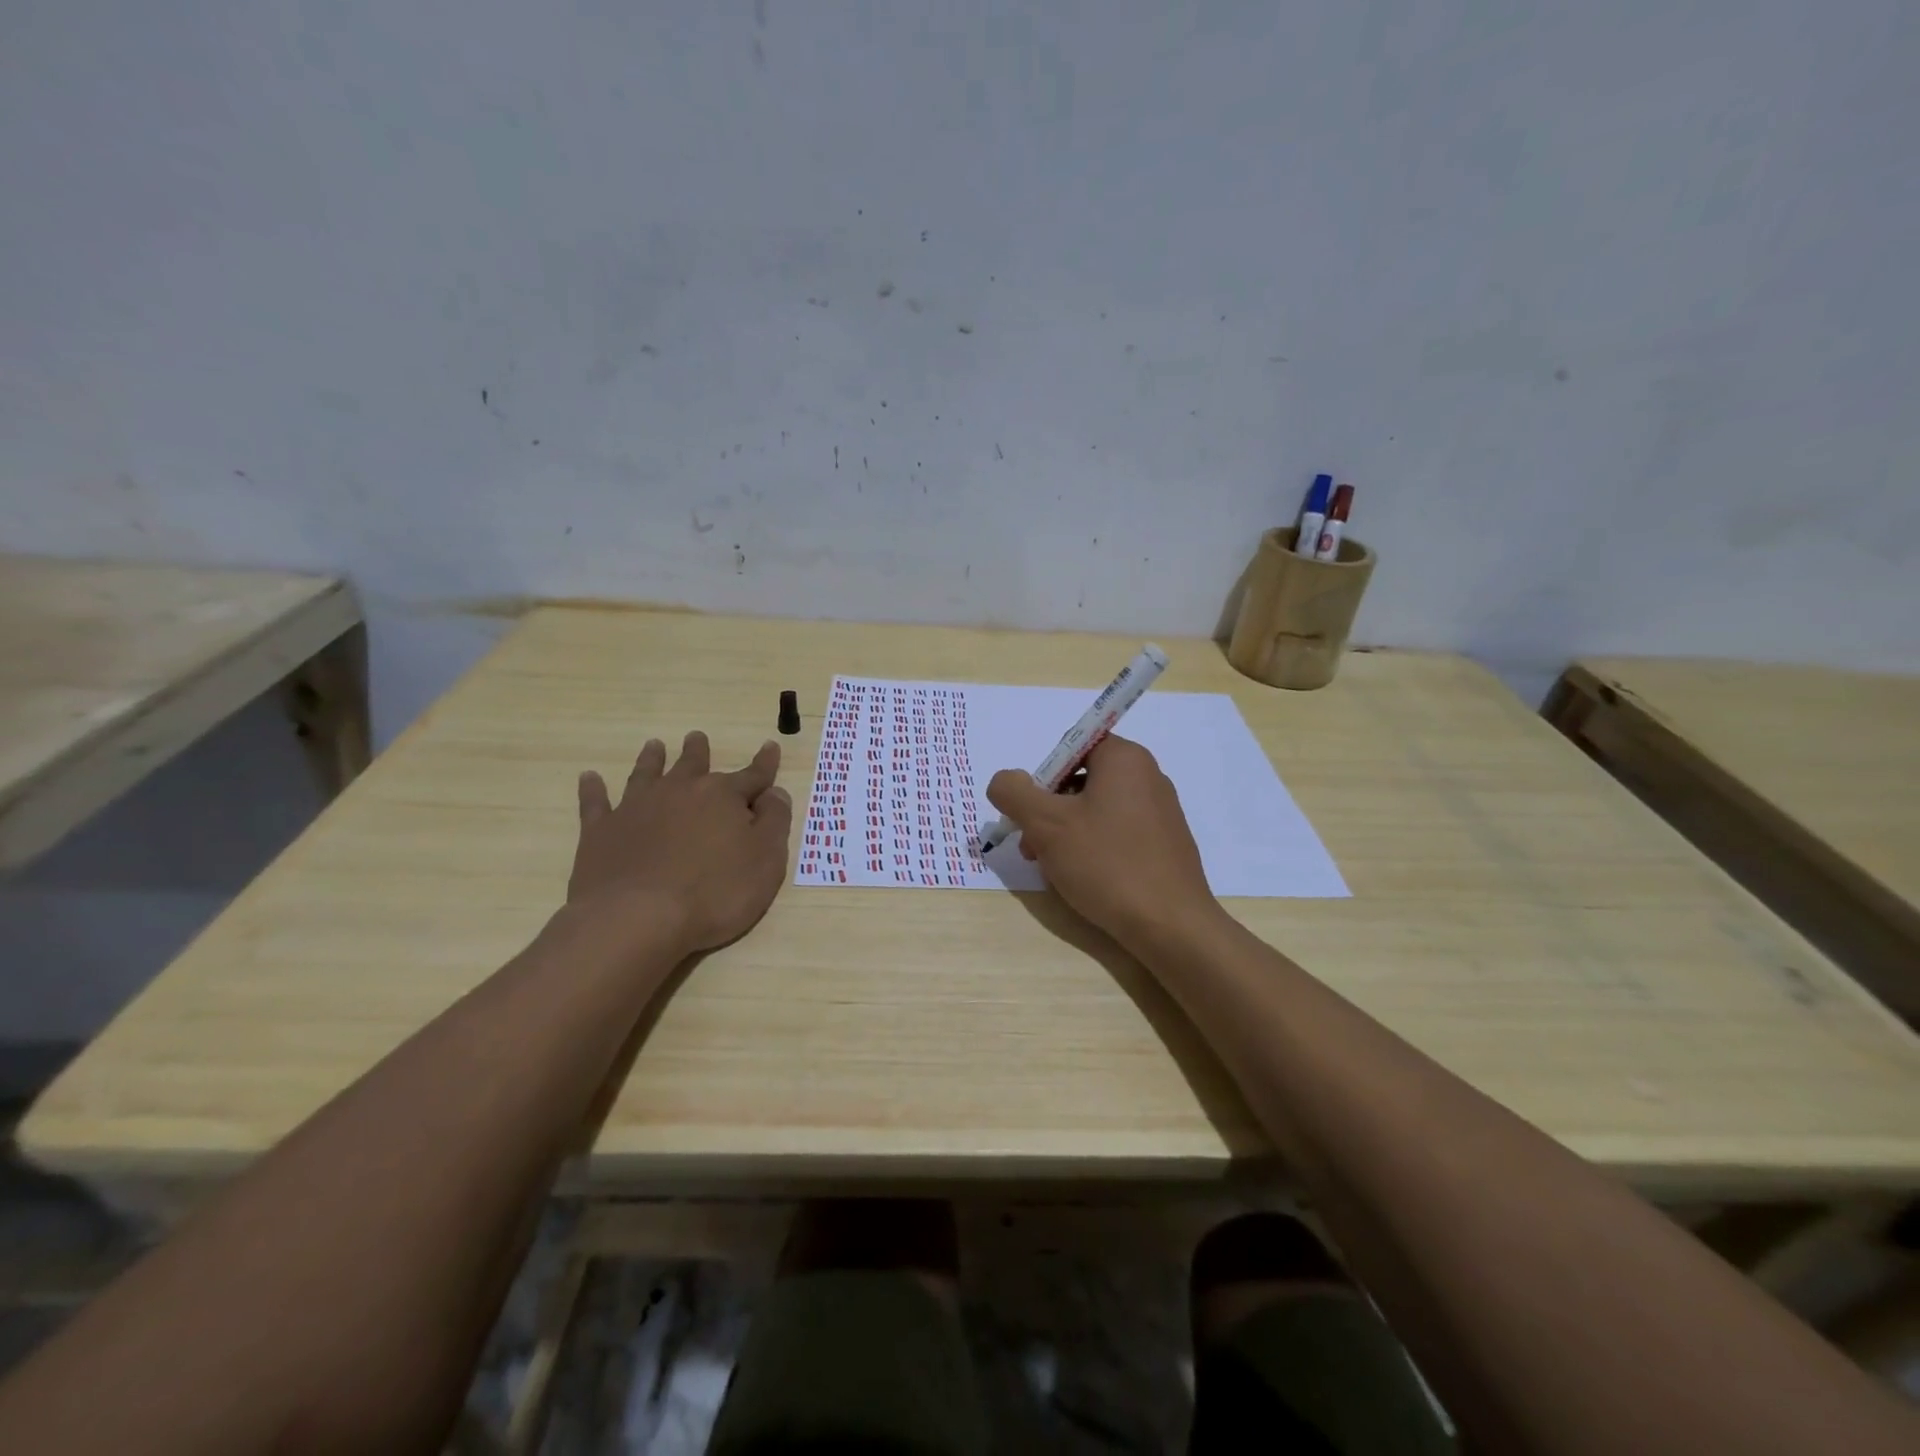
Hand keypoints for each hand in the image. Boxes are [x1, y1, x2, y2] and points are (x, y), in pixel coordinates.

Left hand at [568, 731, 792, 957]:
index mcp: (723, 797)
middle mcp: (680, 791)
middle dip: (698, 751)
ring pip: (647, 773)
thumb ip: (774, 822)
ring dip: (652, 759)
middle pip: (693, 765)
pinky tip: (589, 777)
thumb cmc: (714, 893)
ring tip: (654, 745)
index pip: (752, 776)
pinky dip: (593, 788)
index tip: (770, 747)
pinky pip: (596, 802)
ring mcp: (636, 808)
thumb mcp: (766, 862)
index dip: (764, 764)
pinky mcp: (601, 830)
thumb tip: (775, 793)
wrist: (637, 919)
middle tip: (696, 737)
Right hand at [986, 735, 1220, 951]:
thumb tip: (1005, 781)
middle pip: (1081, 780)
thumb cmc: (1106, 863)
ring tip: (1053, 870)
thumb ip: (1014, 793)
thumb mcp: (1046, 825)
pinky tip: (1085, 880)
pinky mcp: (1165, 844)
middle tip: (1032, 847)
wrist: (1171, 926)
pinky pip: (1118, 833)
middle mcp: (1148, 776)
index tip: (1031, 813)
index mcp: (1125, 758)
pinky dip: (1094, 848)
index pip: (1071, 748)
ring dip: (1066, 833)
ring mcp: (1161, 812)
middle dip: (1049, 811)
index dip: (1043, 778)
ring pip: (1097, 810)